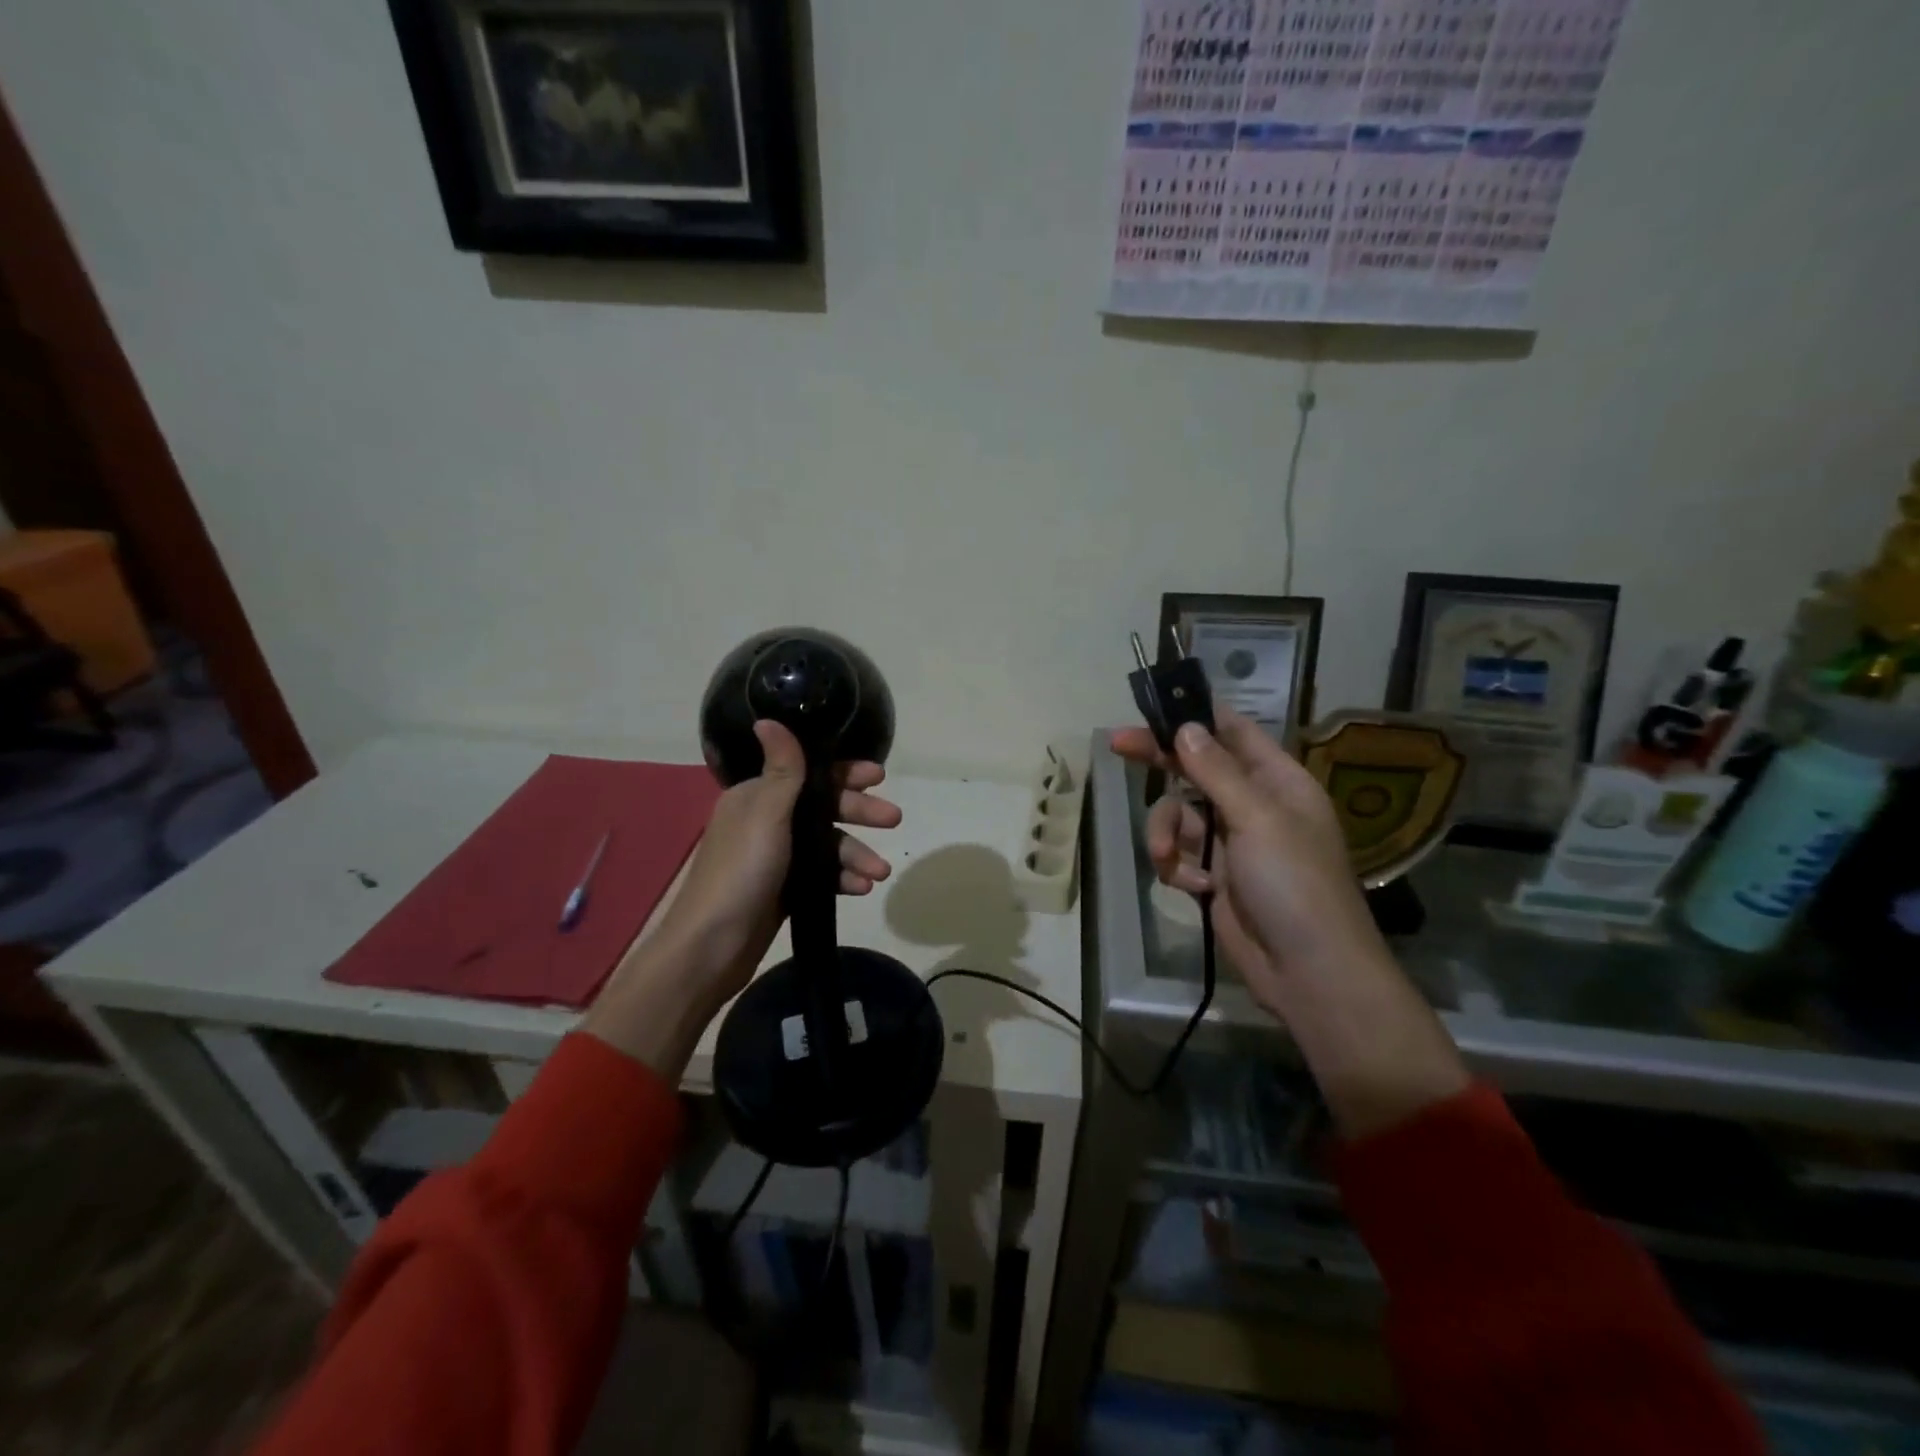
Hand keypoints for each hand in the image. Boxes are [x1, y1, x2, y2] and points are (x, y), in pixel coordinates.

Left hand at [585, 720, 900, 1076]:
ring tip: (880, 873)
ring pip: (827, 845)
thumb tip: (767, 718)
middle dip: (859, 813)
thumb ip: (782, 770)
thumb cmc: (741, 871)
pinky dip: (842, 878)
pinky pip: (822, 874)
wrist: (712, 945)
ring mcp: (776, 857)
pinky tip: (861, 889)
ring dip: (856, 854)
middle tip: (894, 819)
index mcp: (757, 797)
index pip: (809, 774)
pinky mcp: (784, 888)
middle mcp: (767, 821)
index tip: (879, 777)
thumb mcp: (766, 814)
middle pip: (823, 808)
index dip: (844, 774)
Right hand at [1110, 708, 1384, 1012]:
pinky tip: (1193, 888)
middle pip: (1196, 769)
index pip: (1233, 732)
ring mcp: (1232, 842)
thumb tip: (1185, 727)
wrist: (1307, 972)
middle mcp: (1253, 805)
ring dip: (1165, 834)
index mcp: (1277, 781)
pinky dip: (1177, 868)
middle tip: (1117, 745)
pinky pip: (1178, 854)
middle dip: (1160, 762)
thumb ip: (1216, 772)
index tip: (1155, 706)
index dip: (1196, 716)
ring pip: (1178, 815)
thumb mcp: (1257, 819)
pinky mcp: (1214, 876)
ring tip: (1167, 860)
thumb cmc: (1293, 884)